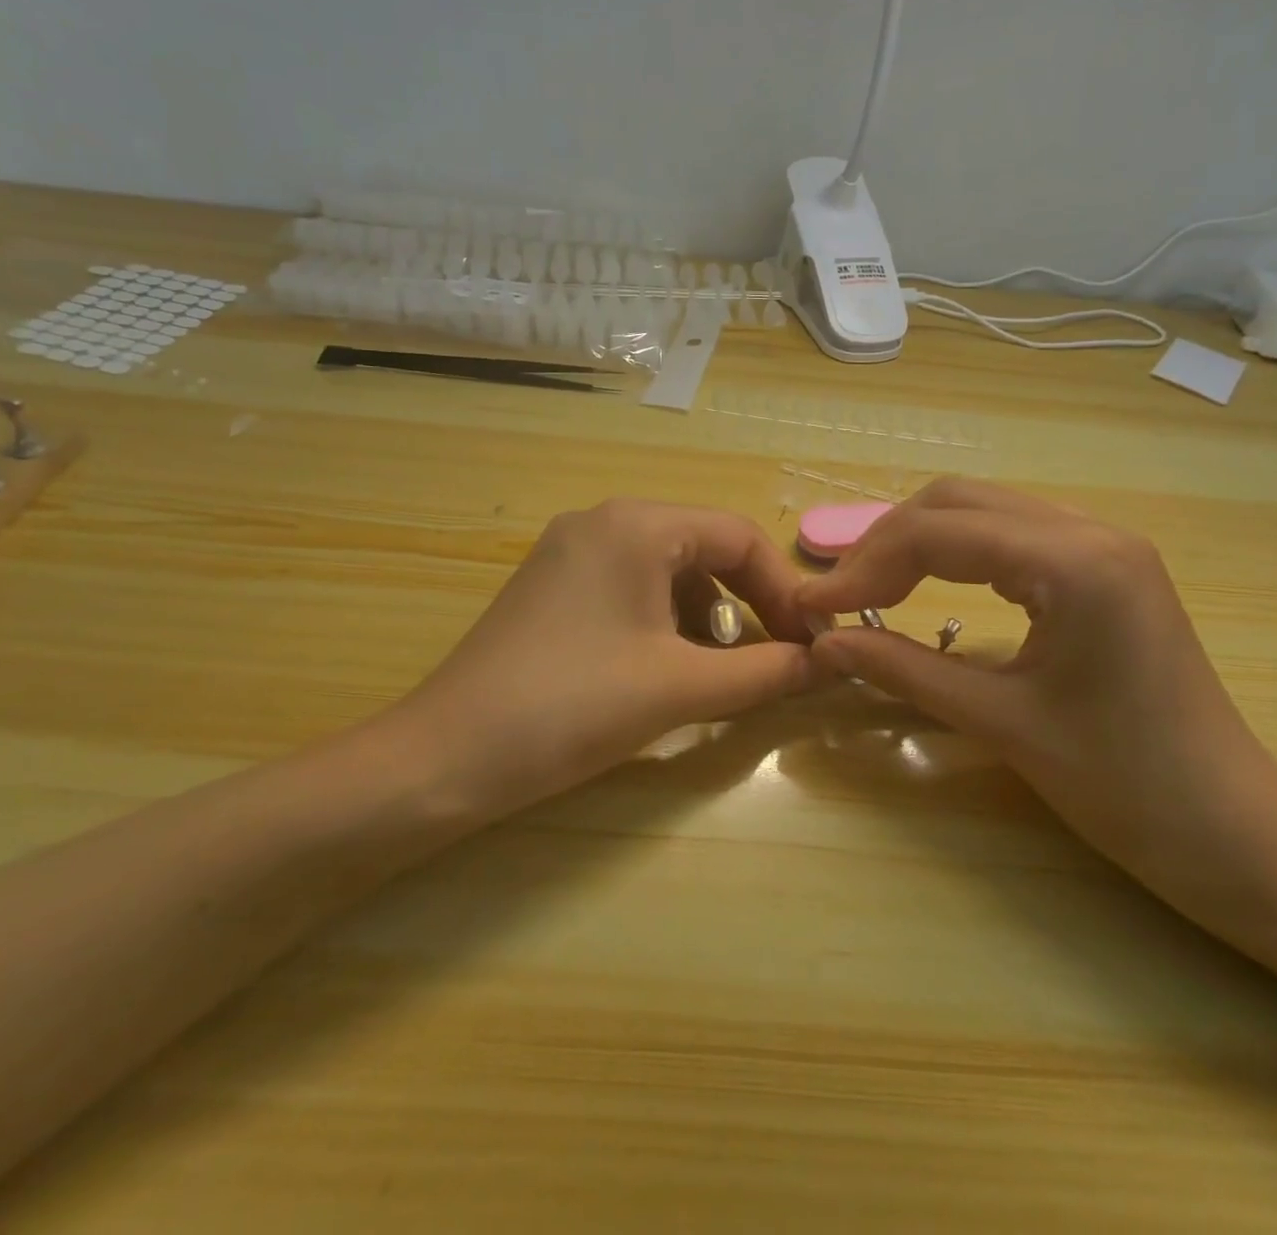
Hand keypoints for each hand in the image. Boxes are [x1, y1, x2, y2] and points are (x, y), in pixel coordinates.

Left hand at [399, 499, 816, 802]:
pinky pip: (629, 589)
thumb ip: (764, 671)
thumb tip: (829, 664)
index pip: (738, 535)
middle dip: (746, 604)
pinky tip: (667, 669)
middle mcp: (602, 521)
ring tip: (721, 673)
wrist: (447, 756)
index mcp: (636, 524)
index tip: (810, 644)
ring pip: (666, 572)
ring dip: (706, 618)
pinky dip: (664, 623)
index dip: (784, 590)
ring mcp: (569, 552)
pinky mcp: (550, 588)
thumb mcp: (679, 687)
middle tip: (774, 659)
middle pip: (703, 549)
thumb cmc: (572, 707)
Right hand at [798, 478, 1276, 911]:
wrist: (1239, 836)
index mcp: (1075, 562)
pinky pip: (1010, 536)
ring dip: (917, 544)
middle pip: (955, 502)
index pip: (938, 534)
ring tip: (871, 591)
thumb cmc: (1126, 788)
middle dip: (886, 544)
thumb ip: (904, 669)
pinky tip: (930, 588)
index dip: (864, 566)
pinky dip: (955, 555)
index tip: (814, 605)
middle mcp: (1091, 531)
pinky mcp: (1104, 569)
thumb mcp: (1001, 723)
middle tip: (840, 597)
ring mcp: (1103, 545)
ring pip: (982, 511)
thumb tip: (824, 642)